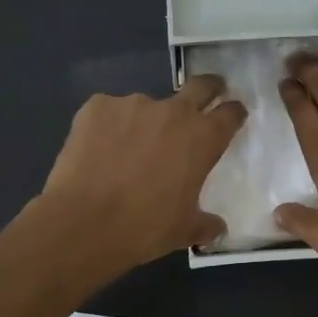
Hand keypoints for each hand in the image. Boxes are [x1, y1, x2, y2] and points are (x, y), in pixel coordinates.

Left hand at [37, 76, 245, 269]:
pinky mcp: (97, 106)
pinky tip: (99, 151)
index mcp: (203, 139)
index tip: (233, 115)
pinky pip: (110, 112)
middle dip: (208, 88)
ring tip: (128, 151)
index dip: (234, 113)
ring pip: (147, 106)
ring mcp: (133, 104)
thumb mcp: (184, 231)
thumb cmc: (145, 228)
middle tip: (207, 95)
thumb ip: (205, 224)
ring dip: (146, 122)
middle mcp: (173, 112)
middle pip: (200, 85)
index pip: (230, 113)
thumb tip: (217, 228)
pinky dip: (110, 127)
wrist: (83, 223)